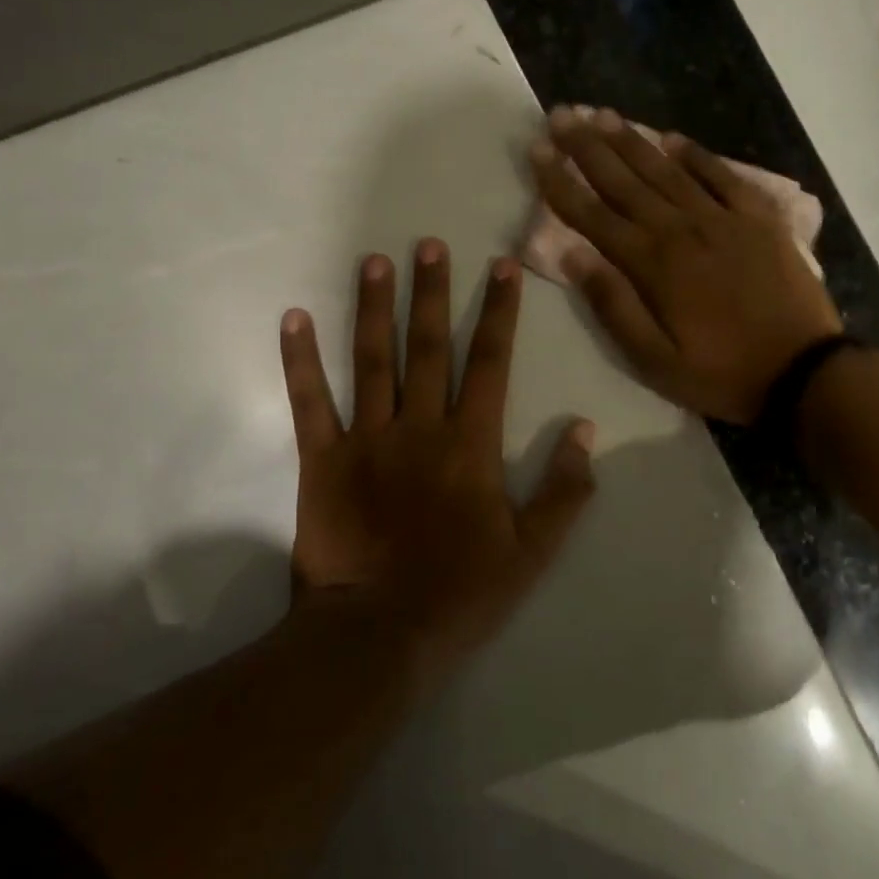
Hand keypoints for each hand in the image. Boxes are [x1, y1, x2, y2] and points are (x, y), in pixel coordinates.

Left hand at [278, 240, 595, 686]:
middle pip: (428, 347)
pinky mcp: (322, 459)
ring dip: (374, 308)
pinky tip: (293, 319)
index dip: (499, 313)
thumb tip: (585, 430)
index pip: (491, 363)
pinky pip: (310, 402)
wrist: (378, 634)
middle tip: (429, 243)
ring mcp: (367, 439)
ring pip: (372, 361)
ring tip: (375, 261)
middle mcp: (420, 427)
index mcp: (471, 445)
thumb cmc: (462, 593)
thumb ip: (563, 489)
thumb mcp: (533, 551)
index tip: (501, 268)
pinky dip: (300, 360)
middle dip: (432, 292)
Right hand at [529, 108, 842, 424]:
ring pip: (667, 170)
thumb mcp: (654, 361)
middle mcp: (682, 229)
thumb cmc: (722, 373)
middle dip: (587, 146)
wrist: (803, 371)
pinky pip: (723, 175)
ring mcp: (724, 218)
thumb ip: (612, 306)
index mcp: (652, 264)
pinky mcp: (760, 219)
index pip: (593, 214)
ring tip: (602, 114)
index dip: (560, 181)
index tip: (536, 150)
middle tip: (560, 115)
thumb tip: (572, 254)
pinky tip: (674, 138)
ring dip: (632, 141)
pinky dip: (697, 154)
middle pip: (625, 180)